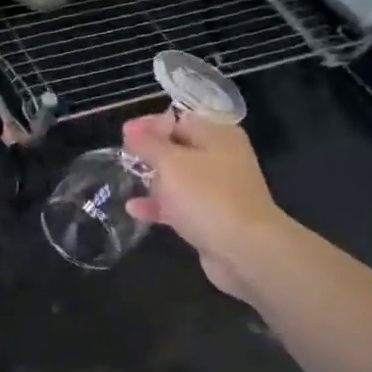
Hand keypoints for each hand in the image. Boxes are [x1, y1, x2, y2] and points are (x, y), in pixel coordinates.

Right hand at [123, 114, 292, 300]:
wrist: (247, 252)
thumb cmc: (207, 197)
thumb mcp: (170, 162)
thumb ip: (147, 143)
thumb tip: (131, 128)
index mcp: (218, 135)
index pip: (178, 119)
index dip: (149, 125)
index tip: (124, 136)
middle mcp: (222, 158)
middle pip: (178, 148)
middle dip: (150, 154)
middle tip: (124, 159)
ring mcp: (219, 189)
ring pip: (179, 178)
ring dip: (153, 180)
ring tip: (127, 181)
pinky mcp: (213, 218)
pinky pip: (181, 205)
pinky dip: (160, 205)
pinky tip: (134, 210)